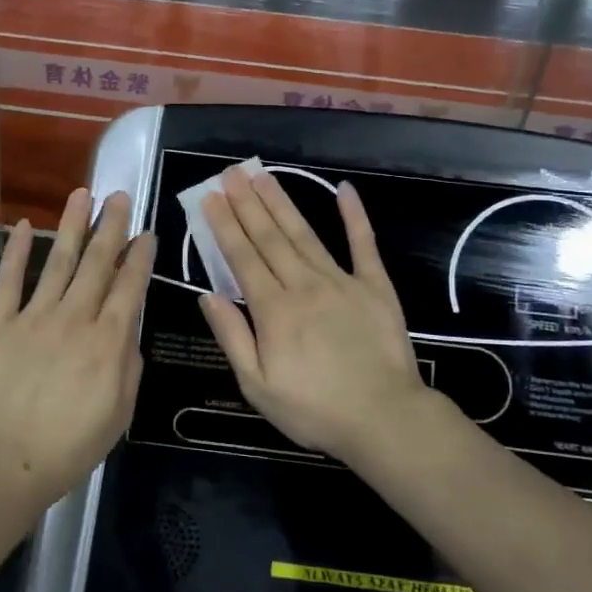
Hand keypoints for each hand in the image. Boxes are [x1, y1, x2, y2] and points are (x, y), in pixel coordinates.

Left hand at [0, 188, 154, 510]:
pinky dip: (14, 251)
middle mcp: (76, 317)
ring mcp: (35, 316)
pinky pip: (9, 279)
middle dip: (110, 226)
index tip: (146, 232)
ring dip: (71, 225)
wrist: (4, 461)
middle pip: (97, 262)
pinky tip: (22, 224)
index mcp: (109, 340)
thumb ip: (129, 365)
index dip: (139, 255)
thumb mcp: (120, 413)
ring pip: (57, 260)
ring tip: (81, 194)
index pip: (129, 285)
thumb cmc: (70, 446)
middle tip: (118, 196)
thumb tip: (128, 332)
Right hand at [198, 168, 429, 466]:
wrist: (384, 419)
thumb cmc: (314, 409)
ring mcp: (342, 281)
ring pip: (304, 234)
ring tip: (263, 175)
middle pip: (269, 237)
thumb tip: (207, 294)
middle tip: (231, 172)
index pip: (242, 258)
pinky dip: (354, 216)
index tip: (211, 197)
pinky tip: (344, 189)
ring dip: (281, 202)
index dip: (225, 225)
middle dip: (247, 203)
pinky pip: (363, 244)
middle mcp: (303, 285)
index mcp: (273, 310)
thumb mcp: (257, 386)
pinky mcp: (374, 286)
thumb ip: (232, 336)